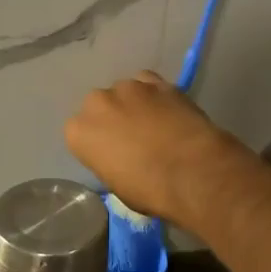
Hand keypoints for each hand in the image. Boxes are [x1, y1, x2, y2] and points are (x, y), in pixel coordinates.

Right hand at [65, 71, 249, 230]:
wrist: (192, 171)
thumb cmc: (149, 189)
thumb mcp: (116, 185)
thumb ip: (109, 161)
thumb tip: (121, 158)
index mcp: (78, 131)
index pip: (79, 132)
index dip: (96, 143)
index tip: (110, 154)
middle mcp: (97, 103)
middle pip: (99, 106)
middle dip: (112, 117)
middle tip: (131, 137)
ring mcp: (128, 88)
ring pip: (124, 91)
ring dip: (133, 104)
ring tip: (153, 123)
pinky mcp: (157, 82)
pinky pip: (148, 83)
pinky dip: (154, 94)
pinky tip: (167, 109)